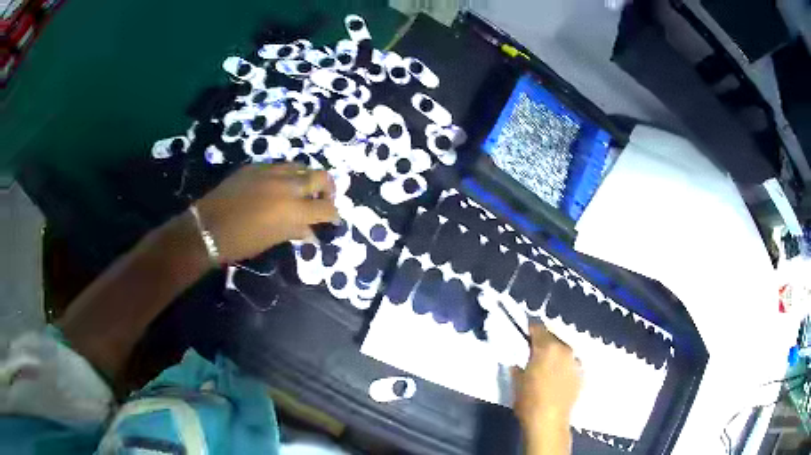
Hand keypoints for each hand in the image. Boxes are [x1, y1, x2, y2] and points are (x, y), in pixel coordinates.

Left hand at [194, 163, 338, 262]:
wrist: (209, 227)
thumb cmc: (242, 241)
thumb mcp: (272, 239)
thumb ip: (295, 230)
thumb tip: (310, 231)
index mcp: (293, 209)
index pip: (325, 208)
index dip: (333, 215)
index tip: (333, 220)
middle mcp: (287, 185)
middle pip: (321, 177)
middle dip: (328, 189)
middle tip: (322, 200)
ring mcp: (271, 171)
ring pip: (300, 166)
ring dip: (306, 178)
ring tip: (300, 191)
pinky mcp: (256, 166)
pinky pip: (279, 166)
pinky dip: (286, 175)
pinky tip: (277, 186)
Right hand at [512, 325, 581, 433]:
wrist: (549, 422)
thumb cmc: (528, 400)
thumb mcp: (516, 381)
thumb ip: (518, 366)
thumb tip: (519, 362)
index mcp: (547, 347)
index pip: (538, 328)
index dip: (529, 330)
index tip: (523, 336)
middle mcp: (564, 349)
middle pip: (552, 337)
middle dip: (542, 342)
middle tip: (532, 352)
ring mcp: (575, 361)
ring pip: (563, 350)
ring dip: (554, 353)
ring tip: (545, 365)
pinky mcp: (581, 374)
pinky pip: (570, 362)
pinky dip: (563, 365)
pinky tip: (556, 377)